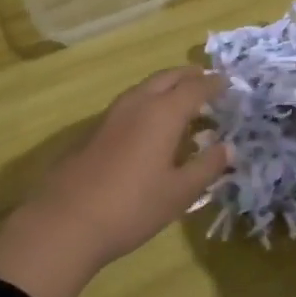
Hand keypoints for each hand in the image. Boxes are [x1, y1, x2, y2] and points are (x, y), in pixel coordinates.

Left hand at [0, 67, 230, 296]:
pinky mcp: (96, 129)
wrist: (67, 220)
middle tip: (206, 80)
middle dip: (189, 76)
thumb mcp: (179, 193)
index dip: (214, 84)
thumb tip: (228, 147)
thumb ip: (206, 167)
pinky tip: (151, 122)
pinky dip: (149, 100)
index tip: (228, 83)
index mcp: (163, 113)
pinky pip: (131, 102)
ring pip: (145, 87)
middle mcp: (138, 103)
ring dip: (166, 86)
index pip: (195, 88)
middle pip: (167, 78)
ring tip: (182, 97)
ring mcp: (112, 114)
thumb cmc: (132, 207)